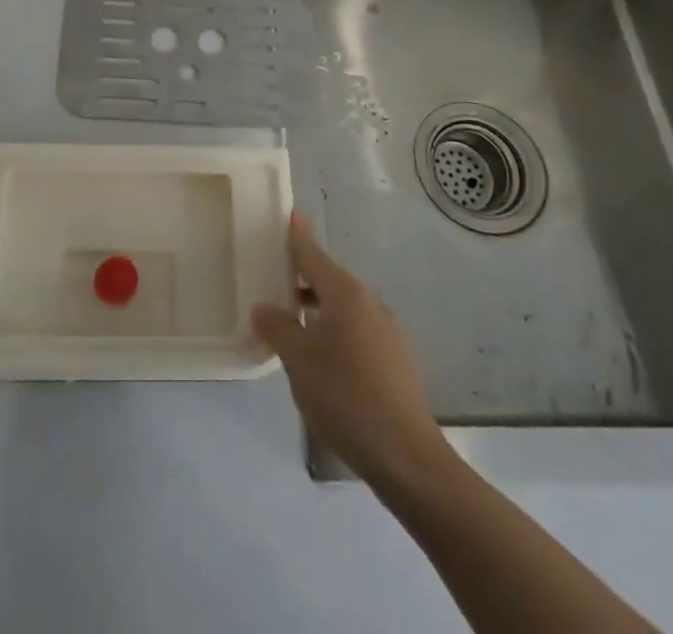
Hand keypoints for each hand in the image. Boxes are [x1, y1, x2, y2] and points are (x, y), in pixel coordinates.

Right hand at [253, 213, 447, 484]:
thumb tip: (264, 307)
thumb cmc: (347, 398)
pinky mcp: (397, 363)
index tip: (291, 214)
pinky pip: (358, 333)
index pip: (315, 256)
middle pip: (330, 281)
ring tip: (293, 326)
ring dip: (318, 310)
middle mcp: (370, 305)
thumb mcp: (299, 361)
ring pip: (345, 310)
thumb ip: (278, 328)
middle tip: (275, 280)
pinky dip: (335, 333)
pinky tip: (322, 362)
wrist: (408, 458)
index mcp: (347, 295)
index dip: (299, 237)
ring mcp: (388, 334)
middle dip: (304, 279)